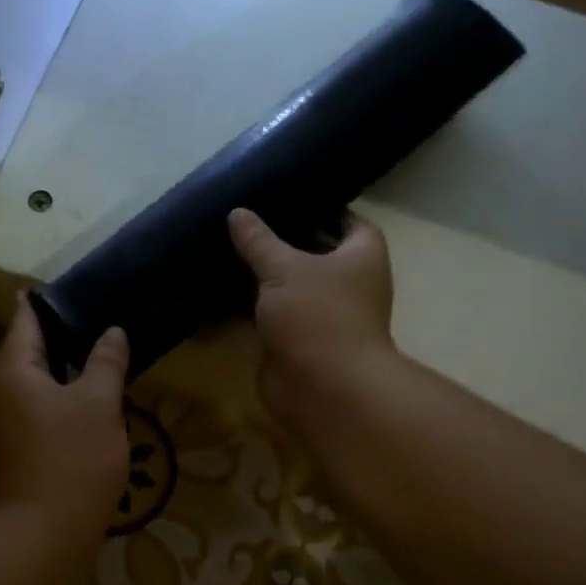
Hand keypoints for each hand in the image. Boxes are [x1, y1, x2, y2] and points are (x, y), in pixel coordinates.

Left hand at [0, 296, 129, 540]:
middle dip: (58, 335)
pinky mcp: (13, 447)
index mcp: (12, 370)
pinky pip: (33, 407)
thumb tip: (112, 332)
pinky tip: (84, 399)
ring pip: (31, 382)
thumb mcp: (99, 403)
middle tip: (94, 318)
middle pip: (26, 351)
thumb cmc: (72, 457)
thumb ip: (106, 362)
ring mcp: (2, 422)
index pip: (26, 321)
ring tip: (95, 354)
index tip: (70, 288)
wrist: (44, 531)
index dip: (46, 303)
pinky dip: (56, 396)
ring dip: (59, 369)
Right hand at [227, 206, 396, 431]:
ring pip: (291, 286)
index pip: (346, 220)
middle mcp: (349, 283)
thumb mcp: (284, 268)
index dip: (319, 207)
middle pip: (316, 253)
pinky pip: (274, 314)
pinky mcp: (298, 341)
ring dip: (265, 275)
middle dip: (284, 240)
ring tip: (229, 247)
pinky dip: (253, 305)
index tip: (285, 197)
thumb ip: (259, 240)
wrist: (322, 387)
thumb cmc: (317, 315)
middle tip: (246, 220)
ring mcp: (323, 315)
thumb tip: (237, 212)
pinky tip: (223, 288)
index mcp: (362, 255)